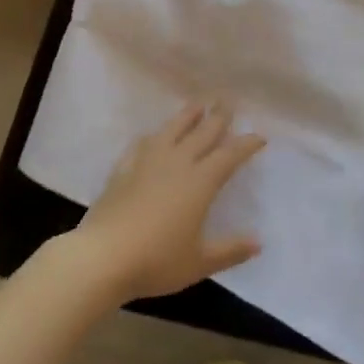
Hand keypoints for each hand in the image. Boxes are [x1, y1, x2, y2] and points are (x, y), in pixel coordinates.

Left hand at [72, 103, 264, 302]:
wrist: (103, 256)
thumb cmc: (156, 261)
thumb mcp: (199, 262)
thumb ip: (230, 250)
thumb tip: (258, 242)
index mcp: (199, 183)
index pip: (228, 155)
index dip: (246, 144)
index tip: (259, 136)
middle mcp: (177, 163)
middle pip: (202, 133)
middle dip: (218, 117)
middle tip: (228, 101)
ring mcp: (147, 162)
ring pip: (172, 129)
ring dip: (187, 115)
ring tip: (197, 104)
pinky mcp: (124, 168)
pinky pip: (142, 144)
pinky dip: (153, 136)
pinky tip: (152, 135)